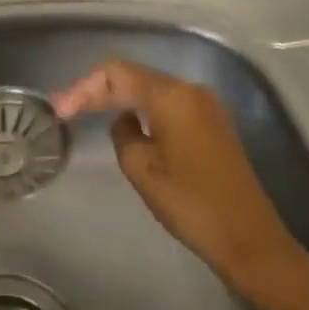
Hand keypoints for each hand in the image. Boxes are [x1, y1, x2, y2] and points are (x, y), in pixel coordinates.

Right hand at [55, 60, 308, 309]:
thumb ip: (123, 134)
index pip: (116, 72)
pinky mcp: (213, 124)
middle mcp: (190, 89)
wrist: (249, 237)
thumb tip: (126, 120)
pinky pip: (169, 105)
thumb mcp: (142, 169)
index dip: (83, 87)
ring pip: (152, 89)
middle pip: (134, 76)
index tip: (59, 111)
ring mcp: (206, 105)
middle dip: (98, 90)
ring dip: (120, 99)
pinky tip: (127, 125)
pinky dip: (143, 110)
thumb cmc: (191, 203)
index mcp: (171, 95)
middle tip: (66, 111)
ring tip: (88, 115)